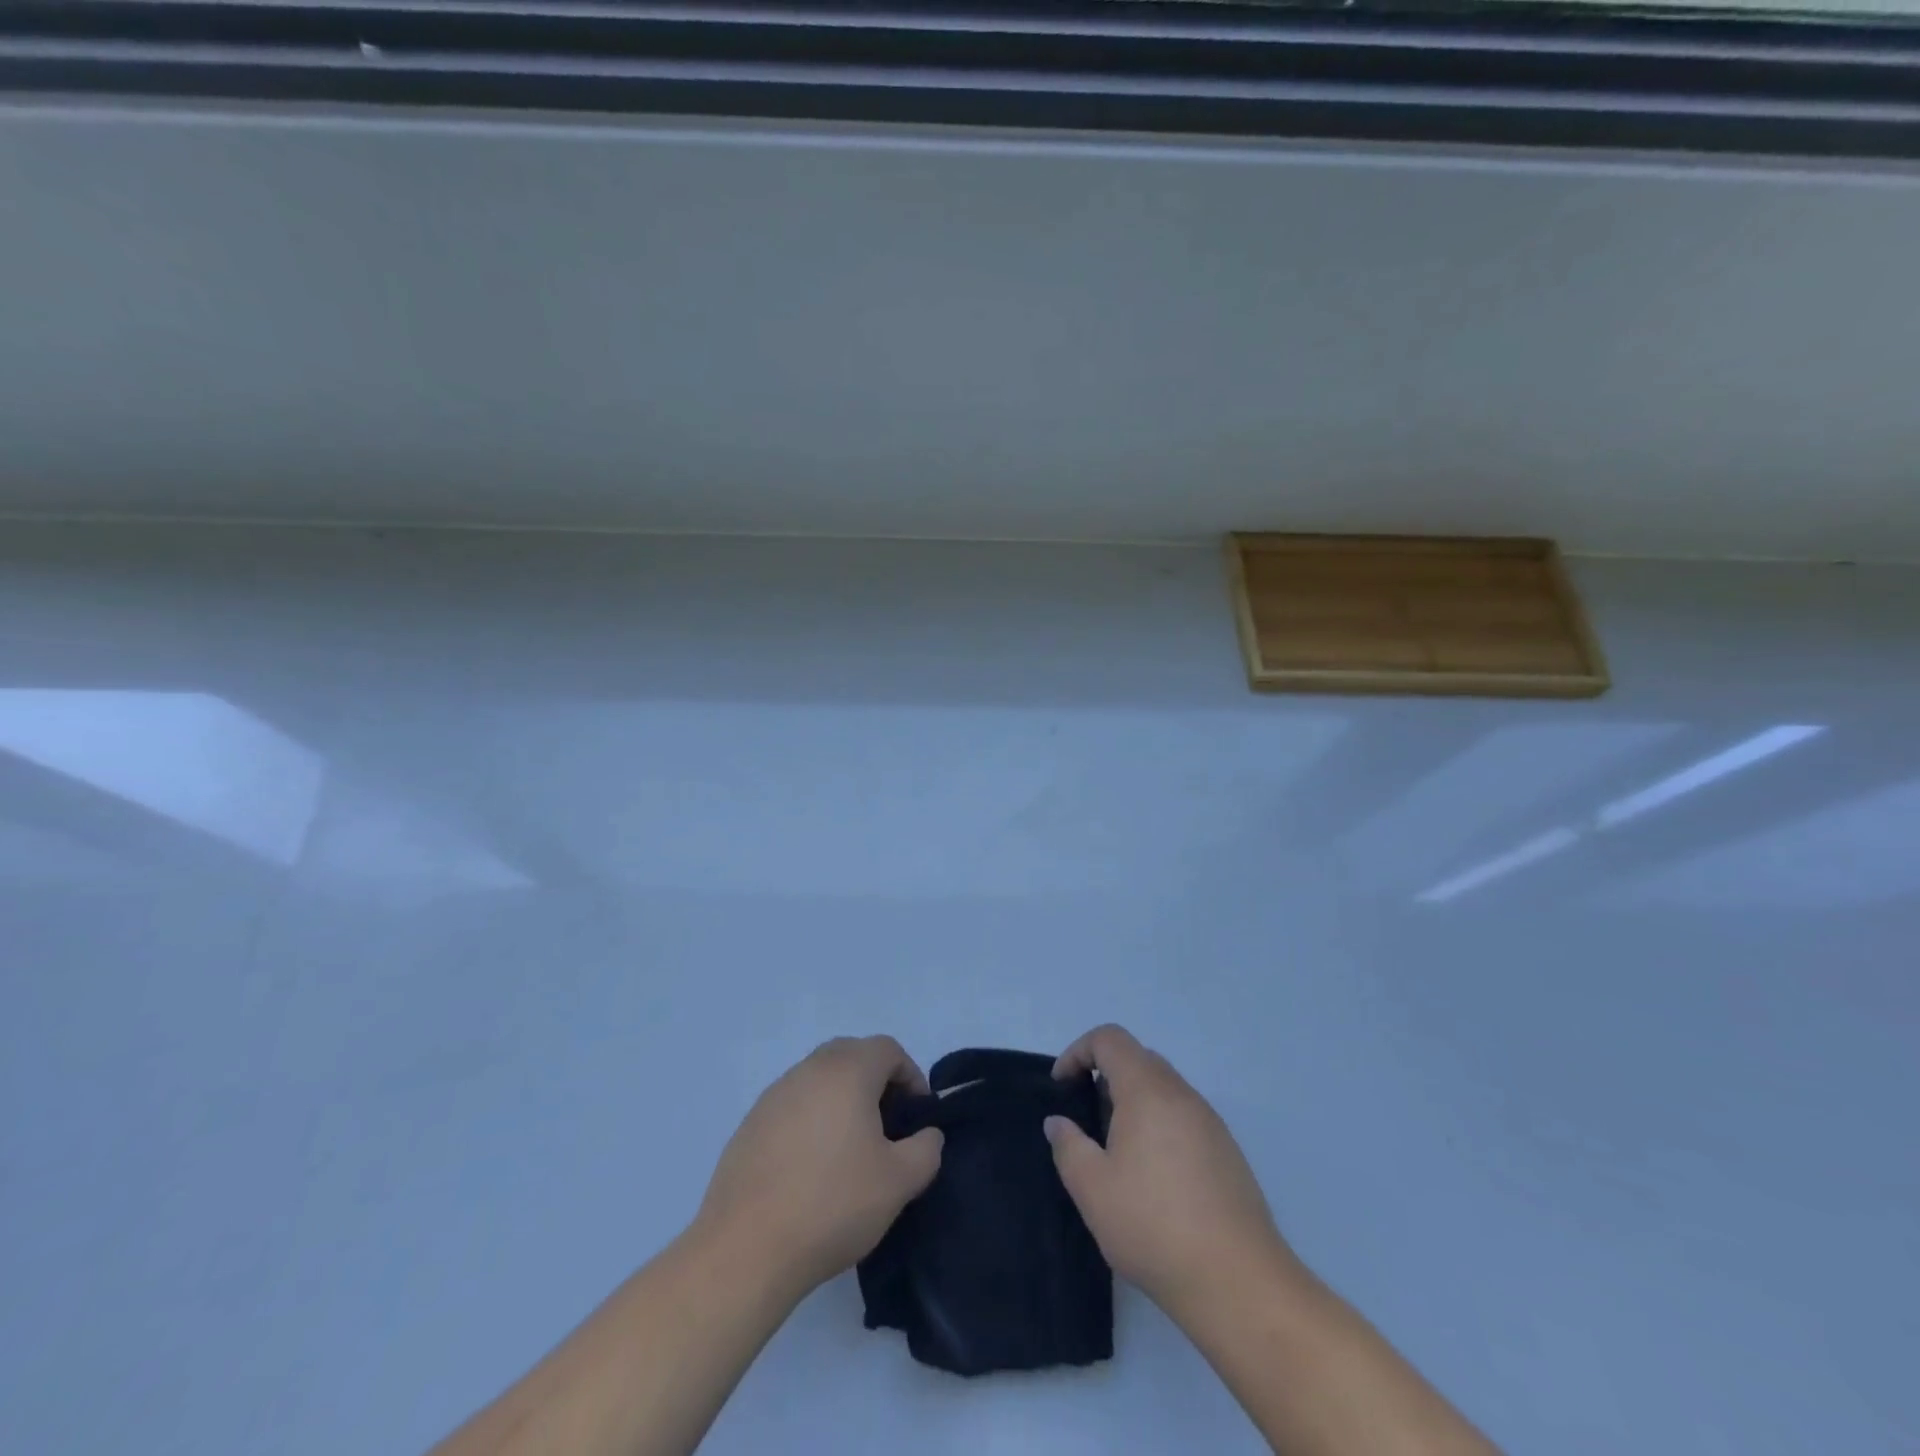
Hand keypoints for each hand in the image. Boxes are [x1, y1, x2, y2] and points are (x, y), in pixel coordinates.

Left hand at [695, 1036, 944, 1299]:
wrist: (746, 1249)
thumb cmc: (832, 1204)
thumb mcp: (899, 1181)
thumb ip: (926, 1148)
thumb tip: (926, 1135)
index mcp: (846, 1071)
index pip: (888, 1049)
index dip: (911, 1077)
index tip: (917, 1118)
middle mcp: (808, 1070)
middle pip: (851, 1055)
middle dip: (876, 1082)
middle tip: (887, 1128)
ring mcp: (773, 1095)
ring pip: (819, 1079)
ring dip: (842, 1100)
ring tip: (850, 1150)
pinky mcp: (750, 1124)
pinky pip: (793, 1105)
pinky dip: (811, 1120)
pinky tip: (812, 1168)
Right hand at [1044, 1024, 1295, 1318]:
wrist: (1237, 1282)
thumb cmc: (1153, 1225)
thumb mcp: (1092, 1188)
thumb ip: (1068, 1146)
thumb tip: (1059, 1122)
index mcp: (1147, 1090)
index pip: (1110, 1039)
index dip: (1078, 1052)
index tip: (1062, 1087)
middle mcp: (1182, 1094)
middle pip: (1139, 1058)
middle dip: (1106, 1076)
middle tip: (1087, 1118)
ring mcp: (1210, 1122)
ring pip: (1164, 1089)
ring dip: (1134, 1103)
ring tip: (1117, 1152)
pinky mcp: (1227, 1152)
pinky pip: (1184, 1117)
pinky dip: (1159, 1126)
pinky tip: (1153, 1177)